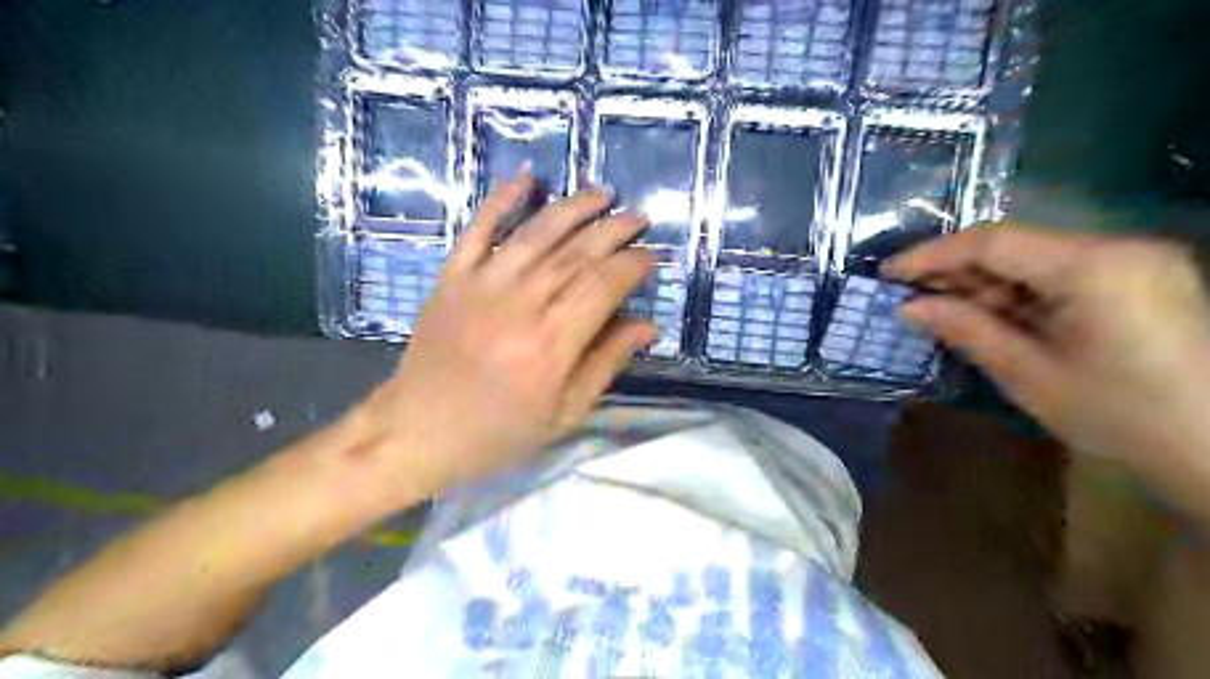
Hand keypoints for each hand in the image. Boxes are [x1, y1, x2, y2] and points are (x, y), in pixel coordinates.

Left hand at [357, 170, 657, 499]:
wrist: (418, 429)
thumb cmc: (498, 430)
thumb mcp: (563, 413)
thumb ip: (605, 363)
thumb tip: (647, 325)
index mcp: (552, 344)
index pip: (604, 286)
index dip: (633, 266)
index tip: (651, 256)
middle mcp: (521, 304)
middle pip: (577, 254)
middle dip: (614, 230)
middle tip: (638, 218)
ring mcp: (482, 284)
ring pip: (537, 233)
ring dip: (573, 208)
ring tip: (603, 193)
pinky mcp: (452, 276)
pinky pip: (478, 228)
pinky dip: (502, 199)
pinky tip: (526, 177)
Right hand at [881, 226, 1208, 503]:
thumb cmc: (1122, 418)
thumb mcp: (1029, 375)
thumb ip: (966, 330)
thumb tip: (909, 308)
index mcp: (1094, 268)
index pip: (993, 242)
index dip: (932, 255)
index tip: (888, 273)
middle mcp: (1117, 248)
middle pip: (1013, 246)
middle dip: (954, 271)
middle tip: (907, 296)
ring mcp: (1132, 262)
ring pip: (1032, 260)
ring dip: (982, 285)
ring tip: (939, 311)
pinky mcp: (1137, 280)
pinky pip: (1057, 275)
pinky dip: (1015, 294)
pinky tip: (986, 316)